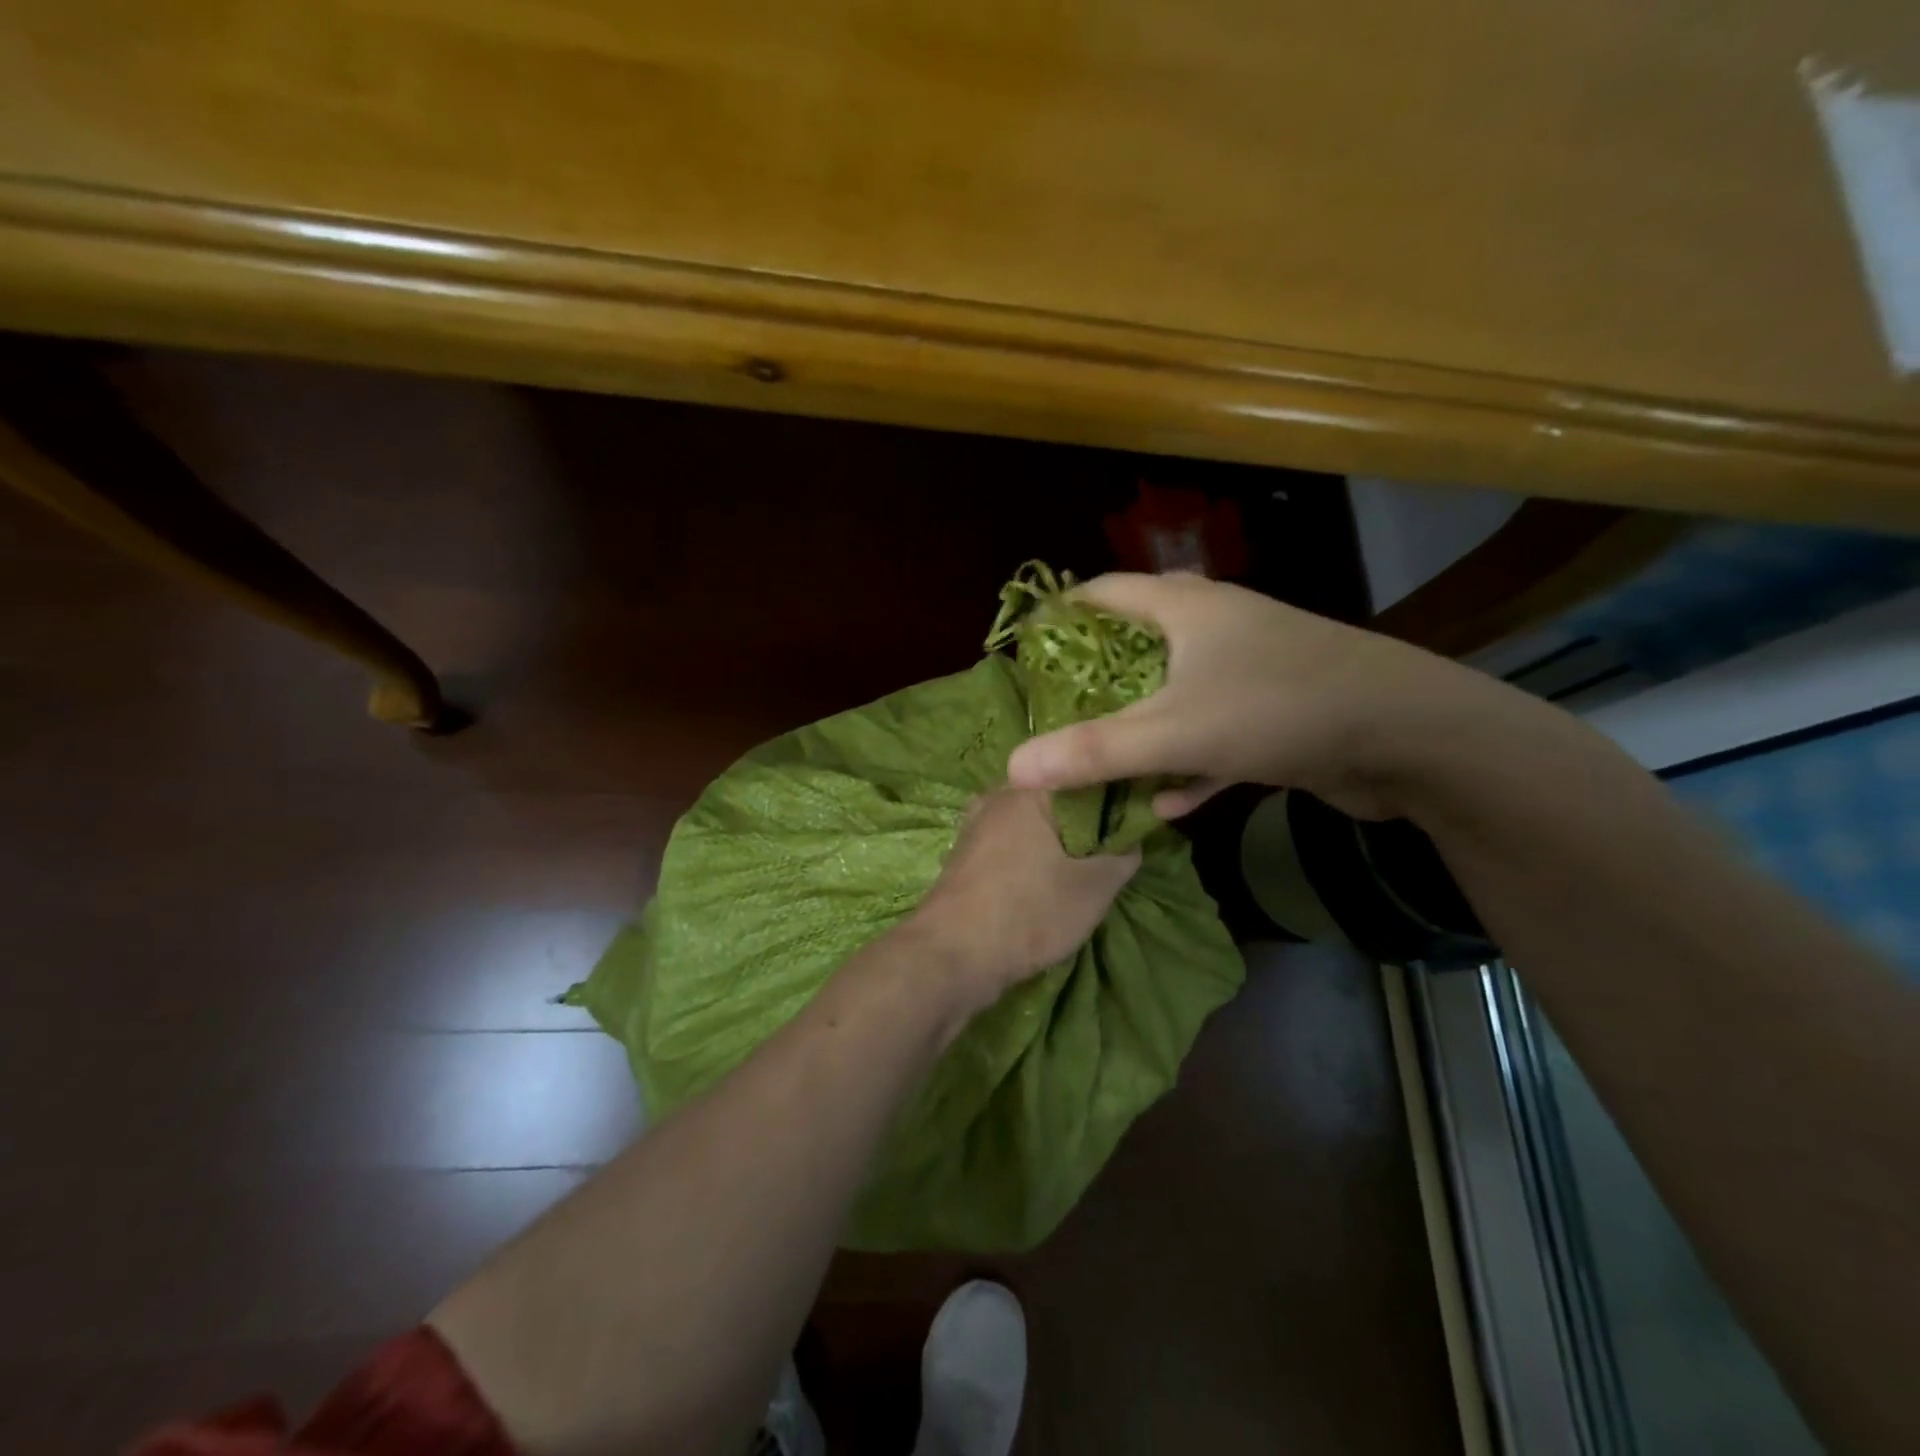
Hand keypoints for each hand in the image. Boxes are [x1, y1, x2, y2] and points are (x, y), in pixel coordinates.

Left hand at [909, 788, 1139, 1001]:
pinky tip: (1044, 889)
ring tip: (1080, 878)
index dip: (1115, 802)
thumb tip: (1129, 839)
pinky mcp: (965, 859)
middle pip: (1056, 804)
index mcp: (1028, 790)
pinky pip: (1010, 850)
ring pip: (1032, 829)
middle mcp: (996, 799)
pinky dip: (1030, 864)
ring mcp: (975, 828)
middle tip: (1110, 858)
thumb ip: (1121, 855)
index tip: (1134, 828)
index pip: (1085, 779)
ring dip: (1056, 849)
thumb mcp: (1094, 887)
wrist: (951, 956)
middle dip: (1084, 829)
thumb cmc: (1028, 911)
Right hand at [1005, 572, 1518, 819]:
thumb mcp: (1175, 732)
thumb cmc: (1282, 710)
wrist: (1413, 738)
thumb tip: (1012, 767)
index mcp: (1186, 608)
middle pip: (1136, 646)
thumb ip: (1093, 752)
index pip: (1104, 592)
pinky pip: (1211, 733)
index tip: (1025, 652)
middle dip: (1094, 684)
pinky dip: (1186, 763)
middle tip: (1055, 716)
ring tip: (1097, 763)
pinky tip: (1169, 805)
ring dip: (1138, 731)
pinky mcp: (1274, 713)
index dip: (1059, 617)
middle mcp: (1216, 628)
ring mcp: (1248, 670)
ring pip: (1173, 695)